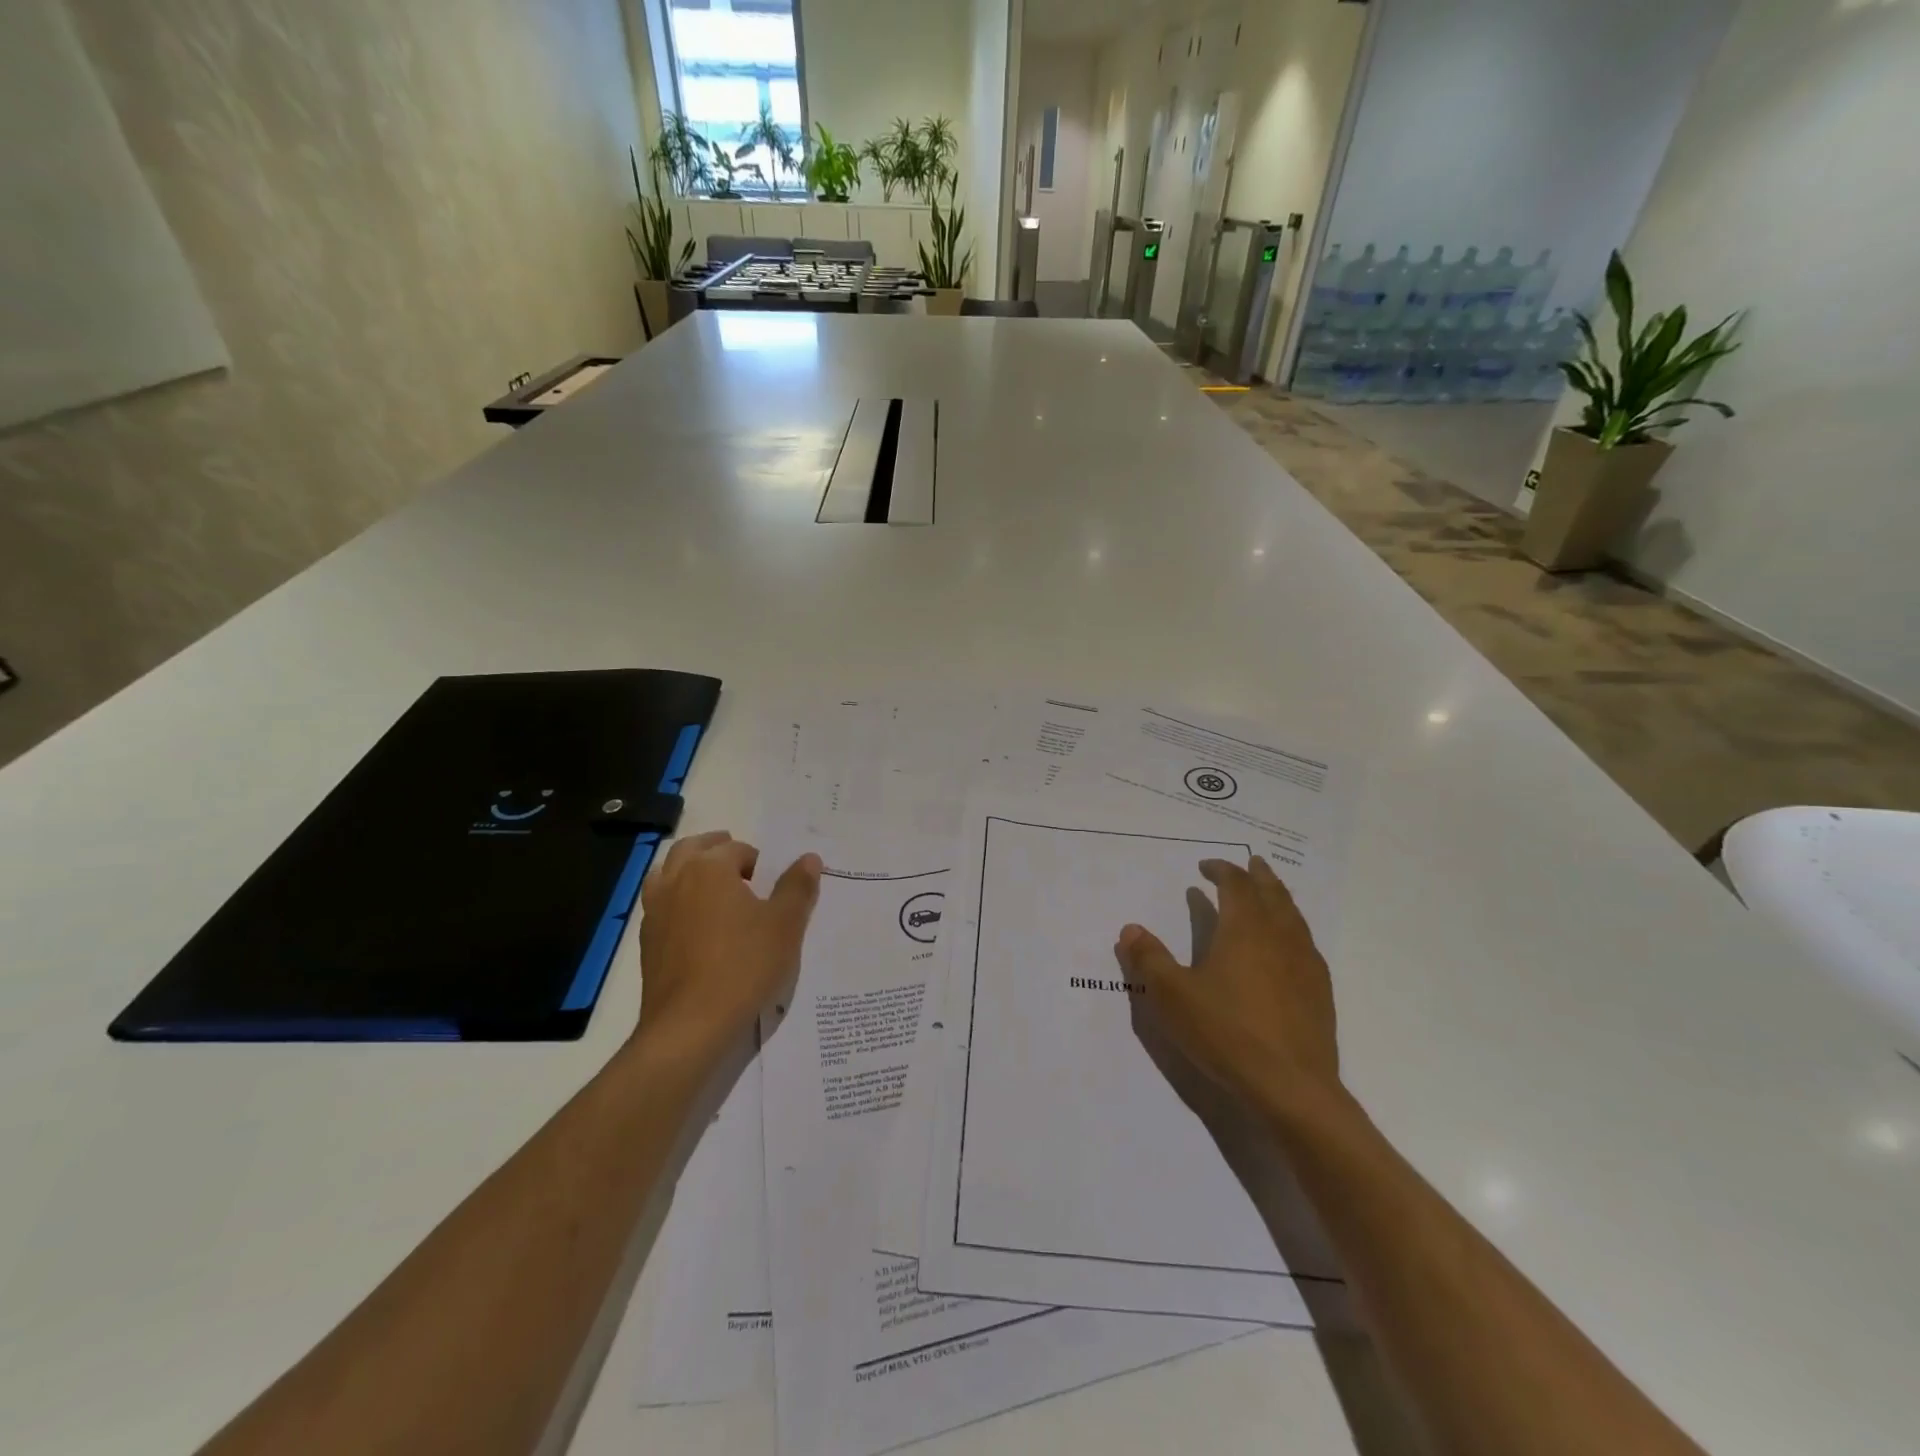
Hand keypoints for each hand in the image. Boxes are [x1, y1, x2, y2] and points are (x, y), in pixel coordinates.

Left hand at [634, 831, 821, 1061]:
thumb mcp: (785, 925)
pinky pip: (661, 904)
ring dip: (690, 871)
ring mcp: (655, 911)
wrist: (690, 1025)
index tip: (772, 884)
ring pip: (668, 873)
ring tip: (715, 889)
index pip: (736, 848)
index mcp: (709, 868)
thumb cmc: (743, 966)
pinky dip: (678, 900)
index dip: (758, 861)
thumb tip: (809, 858)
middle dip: (717, 850)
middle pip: (692, 848)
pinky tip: (697, 925)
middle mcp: (676, 880)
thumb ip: (797, 887)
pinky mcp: (647, 941)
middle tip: (742, 867)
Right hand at [1116, 856, 1340, 1119]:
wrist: (1292, 1088)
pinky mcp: (1320, 993)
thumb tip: (1130, 929)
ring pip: (1294, 917)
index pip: (1235, 885)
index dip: (1221, 870)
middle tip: (1251, 863)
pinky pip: (1306, 945)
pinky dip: (1294, 930)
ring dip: (1279, 899)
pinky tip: (1289, 948)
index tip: (1205, 867)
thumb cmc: (1226, 1033)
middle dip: (1259, 875)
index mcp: (1244, 929)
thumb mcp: (1172, 996)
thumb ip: (1148, 959)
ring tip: (1270, 895)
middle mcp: (1279, 937)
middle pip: (1272, 893)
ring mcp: (1305, 965)